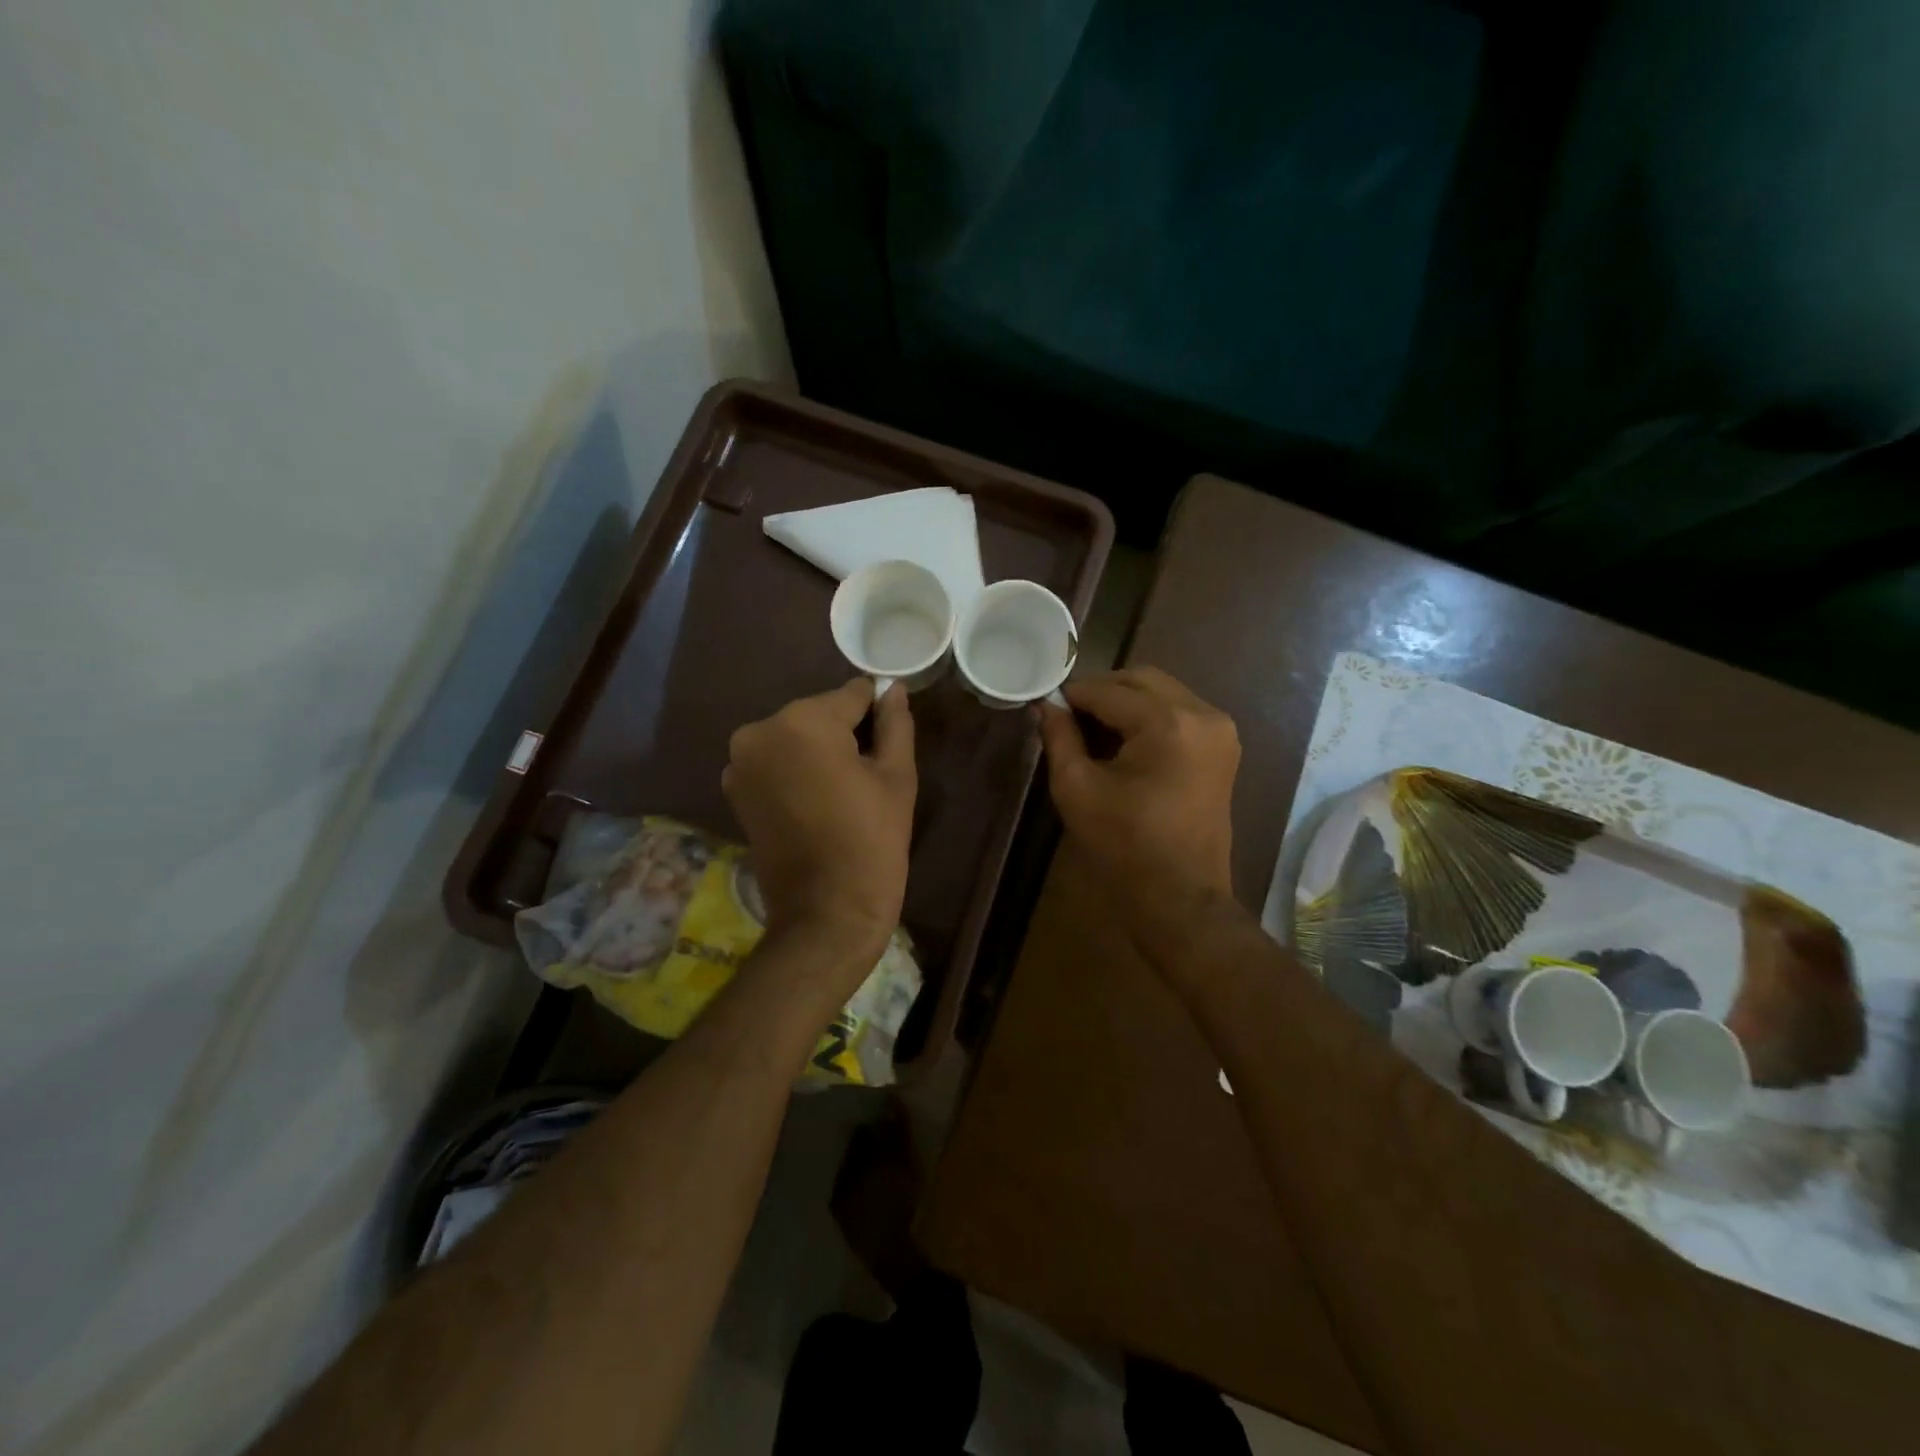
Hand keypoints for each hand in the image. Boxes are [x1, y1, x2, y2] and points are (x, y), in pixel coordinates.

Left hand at [724, 678, 915, 970]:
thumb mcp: (896, 776)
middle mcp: (760, 730)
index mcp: (803, 722)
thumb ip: (894, 723)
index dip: (877, 714)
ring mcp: (740, 762)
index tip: (891, 741)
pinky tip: (818, 801)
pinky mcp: (734, 789)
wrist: (826, 913)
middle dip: (844, 733)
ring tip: (843, 792)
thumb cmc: (871, 841)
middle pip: (819, 713)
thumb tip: (891, 688)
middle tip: (869, 773)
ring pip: (795, 736)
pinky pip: (775, 761)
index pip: (852, 695)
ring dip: (818, 751)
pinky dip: (796, 769)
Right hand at [1038, 667, 1240, 959]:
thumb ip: (1060, 737)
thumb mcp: (1077, 789)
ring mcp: (1220, 729)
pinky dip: (1149, 715)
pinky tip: (1123, 739)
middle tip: (1068, 713)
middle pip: (1142, 679)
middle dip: (1102, 690)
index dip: (1073, 694)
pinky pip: (1179, 711)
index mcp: (1168, 723)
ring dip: (1126, 700)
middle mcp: (1203, 714)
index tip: (1046, 703)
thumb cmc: (1123, 845)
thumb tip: (1047, 705)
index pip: (1109, 691)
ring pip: (1162, 692)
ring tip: (1092, 727)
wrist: (1180, 896)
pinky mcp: (1223, 747)